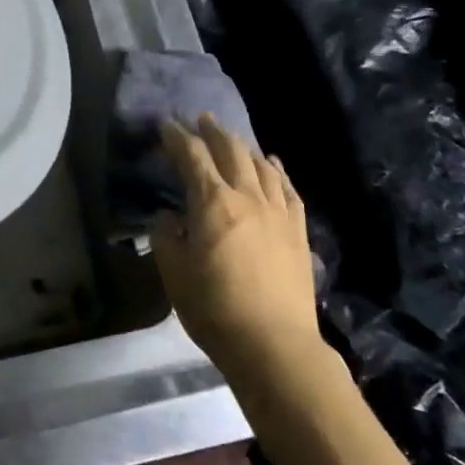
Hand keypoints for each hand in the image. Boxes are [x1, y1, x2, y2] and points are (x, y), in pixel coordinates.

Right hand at [152, 114, 323, 379]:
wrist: (275, 346)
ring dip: (243, 146)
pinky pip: (288, 189)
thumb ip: (166, 238)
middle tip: (201, 118)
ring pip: (261, 165)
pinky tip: (273, 164)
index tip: (165, 126)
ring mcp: (278, 213)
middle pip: (231, 151)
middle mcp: (247, 197)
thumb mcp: (174, 274)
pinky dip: (278, 170)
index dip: (177, 137)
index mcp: (212, 203)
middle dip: (213, 131)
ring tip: (233, 139)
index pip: (192, 157)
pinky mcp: (298, 231)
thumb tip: (168, 217)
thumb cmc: (215, 309)